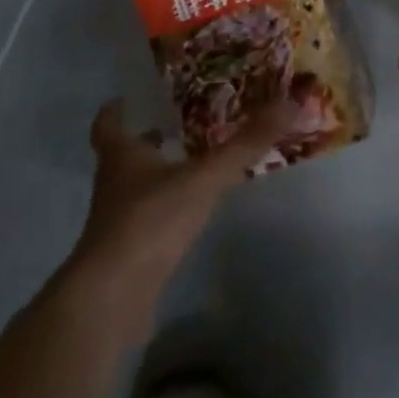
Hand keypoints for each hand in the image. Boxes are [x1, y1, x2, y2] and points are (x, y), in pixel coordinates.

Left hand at [56, 98, 298, 333]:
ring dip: (158, 175)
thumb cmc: (150, 221)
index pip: (108, 125)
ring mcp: (117, 222)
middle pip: (124, 155)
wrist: (112, 299)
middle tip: (178, 123)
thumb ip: (245, 145)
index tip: (128, 98)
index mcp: (121, 157)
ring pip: (136, 188)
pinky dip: (165, 210)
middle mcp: (114, 185)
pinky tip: (190, 210)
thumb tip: (290, 102)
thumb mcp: (204, 178)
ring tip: (192, 161)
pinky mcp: (127, 254)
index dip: (115, 111)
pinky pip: (147, 221)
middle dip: (146, 140)